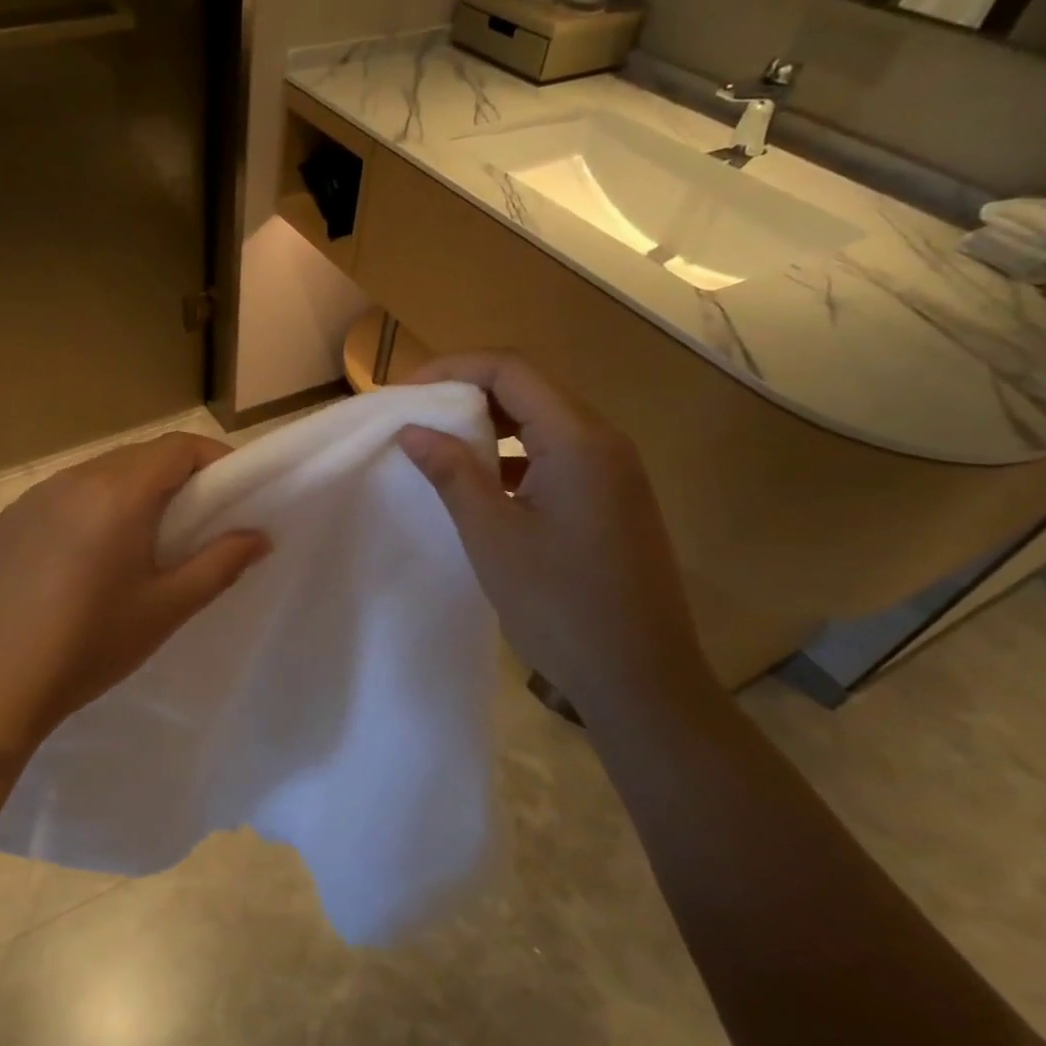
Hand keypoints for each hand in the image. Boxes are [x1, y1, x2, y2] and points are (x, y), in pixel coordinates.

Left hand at [0, 432, 269, 749]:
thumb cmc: (90, 645)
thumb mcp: (167, 609)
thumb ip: (220, 564)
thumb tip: (259, 537)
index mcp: (117, 493)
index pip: (178, 447)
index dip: (214, 459)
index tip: (234, 492)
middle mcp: (74, 479)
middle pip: (139, 456)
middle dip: (177, 477)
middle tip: (197, 522)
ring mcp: (35, 496)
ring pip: (101, 473)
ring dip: (133, 491)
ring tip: (143, 542)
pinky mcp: (10, 519)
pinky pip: (65, 495)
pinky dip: (93, 507)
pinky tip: (89, 557)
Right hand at [396, 352, 712, 711]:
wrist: (639, 676)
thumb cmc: (559, 603)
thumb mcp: (492, 535)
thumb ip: (452, 472)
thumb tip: (413, 430)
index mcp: (577, 439)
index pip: (511, 370)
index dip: (453, 370)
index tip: (406, 393)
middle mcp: (603, 441)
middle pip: (531, 388)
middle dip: (469, 392)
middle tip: (418, 415)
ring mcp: (614, 470)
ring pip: (545, 421)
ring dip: (492, 423)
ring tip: (442, 443)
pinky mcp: (613, 498)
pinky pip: (559, 453)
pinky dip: (516, 454)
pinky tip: (484, 482)